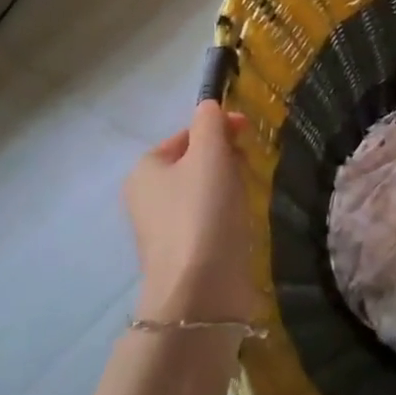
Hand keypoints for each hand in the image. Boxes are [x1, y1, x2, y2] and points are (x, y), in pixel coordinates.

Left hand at [125, 101, 258, 326]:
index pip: (187, 134)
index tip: (249, 133)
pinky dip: (227, 215)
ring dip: (229, 187)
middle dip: (226, 158)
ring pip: (204, 191)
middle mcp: (146, 196)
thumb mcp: (210, 154)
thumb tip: (210, 106)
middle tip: (249, 167)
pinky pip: (208, 219)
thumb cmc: (203, 211)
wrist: (200, 289)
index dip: (219, 128)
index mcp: (146, 168)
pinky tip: (241, 223)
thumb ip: (211, 123)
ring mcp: (162, 228)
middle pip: (195, 162)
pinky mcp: (183, 253)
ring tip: (248, 196)